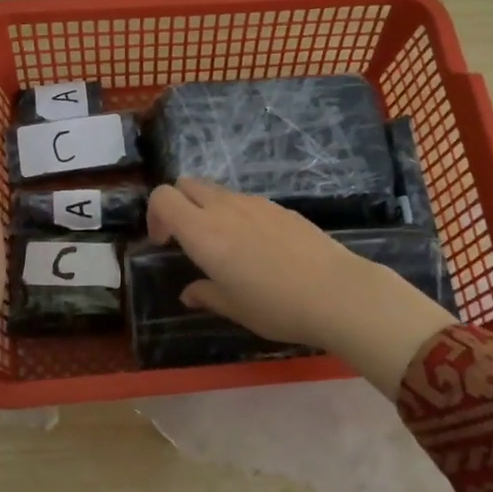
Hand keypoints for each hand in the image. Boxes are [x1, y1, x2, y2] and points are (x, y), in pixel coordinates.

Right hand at [145, 178, 459, 397]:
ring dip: (210, 209)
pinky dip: (239, 215)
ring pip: (219, 191)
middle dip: (179, 204)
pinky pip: (247, 202)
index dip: (155, 215)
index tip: (165, 243)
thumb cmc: (276, 306)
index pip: (163, 197)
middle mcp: (225, 208)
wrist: (337, 292)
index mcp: (203, 232)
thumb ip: (206, 294)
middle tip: (188, 239)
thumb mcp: (234, 307)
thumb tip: (190, 292)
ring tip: (226, 246)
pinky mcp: (281, 208)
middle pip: (188, 184)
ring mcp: (256, 204)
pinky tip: (259, 248)